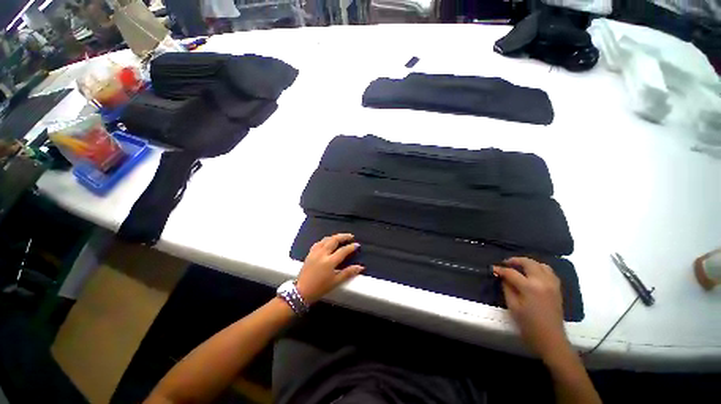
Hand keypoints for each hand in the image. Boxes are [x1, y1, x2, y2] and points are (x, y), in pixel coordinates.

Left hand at [295, 234, 363, 304]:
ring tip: (341, 237)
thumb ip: (348, 273)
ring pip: (326, 239)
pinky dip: (325, 240)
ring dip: (335, 236)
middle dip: (344, 236)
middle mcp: (322, 254)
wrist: (301, 291)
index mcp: (330, 261)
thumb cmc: (319, 288)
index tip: (357, 245)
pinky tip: (328, 241)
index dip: (351, 247)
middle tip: (351, 236)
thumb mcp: (335, 282)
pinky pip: (319, 242)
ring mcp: (315, 252)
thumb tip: (360, 267)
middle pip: (334, 240)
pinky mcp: (310, 253)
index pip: (343, 250)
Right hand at [493, 257, 566, 359]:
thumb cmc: (529, 325)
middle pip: (528, 263)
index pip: (512, 273)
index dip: (501, 269)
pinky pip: (549, 272)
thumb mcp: (513, 306)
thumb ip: (507, 288)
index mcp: (530, 287)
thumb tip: (503, 277)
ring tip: (519, 267)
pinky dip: (539, 268)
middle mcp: (542, 282)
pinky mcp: (557, 289)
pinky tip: (533, 273)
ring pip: (541, 265)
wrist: (551, 339)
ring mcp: (552, 284)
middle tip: (505, 263)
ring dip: (528, 263)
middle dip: (515, 260)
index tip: (493, 268)